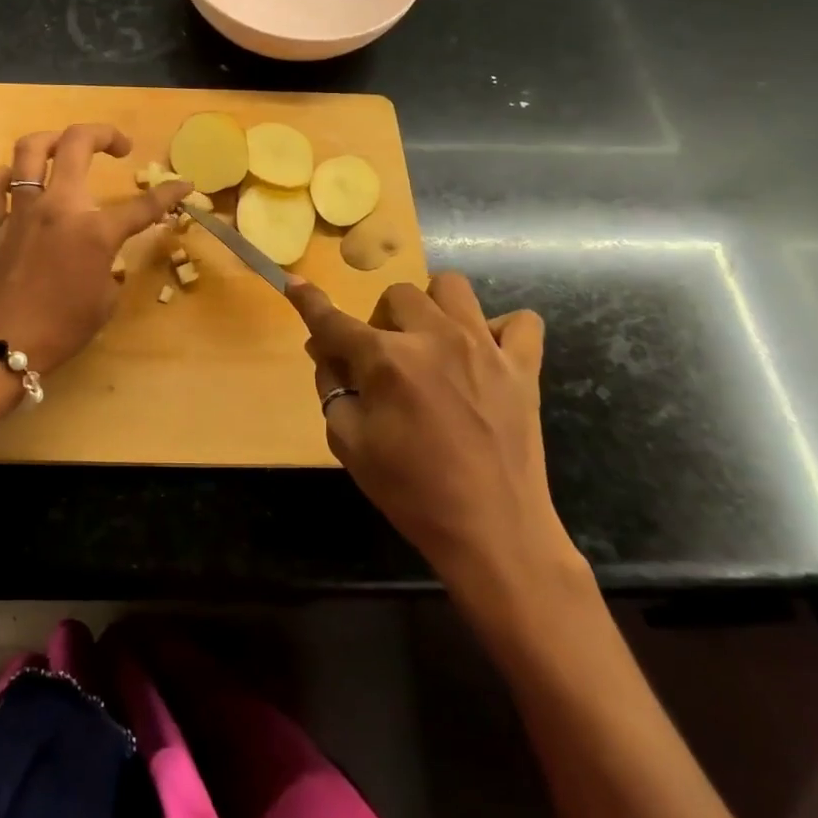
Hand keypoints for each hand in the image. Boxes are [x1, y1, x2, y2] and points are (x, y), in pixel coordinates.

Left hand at [0, 124, 190, 379]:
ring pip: (29, 150)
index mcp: (95, 231)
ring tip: (65, 147)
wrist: (0, 348)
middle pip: (78, 144)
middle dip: (105, 134)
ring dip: (52, 139)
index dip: (170, 193)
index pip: (143, 205)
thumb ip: (110, 266)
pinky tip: (14, 181)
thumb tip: (104, 255)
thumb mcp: (104, 301)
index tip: (185, 184)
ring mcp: (20, 211)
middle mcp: (58, 208)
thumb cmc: (61, 330)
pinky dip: (3, 177)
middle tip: (120, 145)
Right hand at [288, 273, 584, 623]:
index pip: (334, 320)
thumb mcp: (350, 444)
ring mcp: (484, 347)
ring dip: (432, 308)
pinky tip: (484, 354)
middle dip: (380, 321)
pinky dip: (500, 329)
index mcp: (386, 361)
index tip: (294, 284)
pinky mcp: (523, 366)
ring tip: (431, 343)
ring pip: (451, 288)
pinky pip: (521, 321)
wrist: (493, 533)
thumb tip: (324, 352)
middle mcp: (434, 338)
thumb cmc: (411, 491)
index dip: (308, 301)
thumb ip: (331, 388)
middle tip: (383, 360)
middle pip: (396, 295)